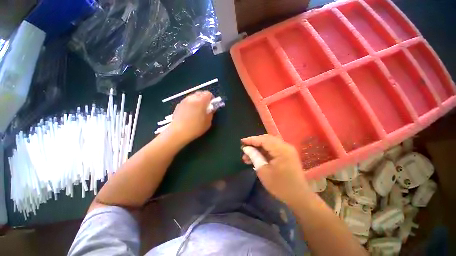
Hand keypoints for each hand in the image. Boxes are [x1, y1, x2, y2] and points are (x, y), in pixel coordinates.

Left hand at [167, 91, 213, 143]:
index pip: (208, 93)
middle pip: (200, 93)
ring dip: (197, 100)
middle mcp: (192, 98)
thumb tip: (211, 109)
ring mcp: (184, 101)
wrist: (178, 132)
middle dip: (205, 98)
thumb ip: (211, 113)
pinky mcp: (179, 105)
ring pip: (193, 96)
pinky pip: (187, 100)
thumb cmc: (195, 128)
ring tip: (197, 109)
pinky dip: (191, 103)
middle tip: (206, 107)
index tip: (212, 105)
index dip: (212, 98)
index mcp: (201, 101)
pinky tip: (190, 112)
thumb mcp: (207, 122)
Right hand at [241, 135, 311, 204]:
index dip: (251, 140)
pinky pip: (273, 149)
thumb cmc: (280, 186)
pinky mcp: (287, 155)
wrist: (299, 197)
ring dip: (258, 149)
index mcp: (281, 150)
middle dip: (254, 144)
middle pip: (266, 140)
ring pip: (269, 144)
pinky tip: (256, 158)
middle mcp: (285, 146)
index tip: (242, 142)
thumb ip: (254, 156)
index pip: (263, 139)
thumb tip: (246, 148)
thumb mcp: (263, 171)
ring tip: (247, 156)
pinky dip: (264, 152)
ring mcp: (287, 150)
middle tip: (244, 149)